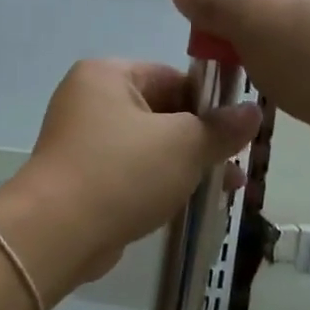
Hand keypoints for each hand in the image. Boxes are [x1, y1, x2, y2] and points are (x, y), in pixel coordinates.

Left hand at [0, 61, 260, 297]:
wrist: (56, 234)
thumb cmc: (122, 173)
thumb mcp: (184, 145)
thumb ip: (222, 128)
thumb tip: (253, 111)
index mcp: (107, 75)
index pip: (173, 77)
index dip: (211, 104)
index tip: (239, 133)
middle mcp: (90, 100)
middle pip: (163, 112)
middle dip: (202, 141)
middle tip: (237, 167)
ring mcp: (82, 140)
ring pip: (149, 146)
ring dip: (186, 166)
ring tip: (227, 191)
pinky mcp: (82, 177)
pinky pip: (131, 172)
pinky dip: (159, 184)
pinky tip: (191, 204)